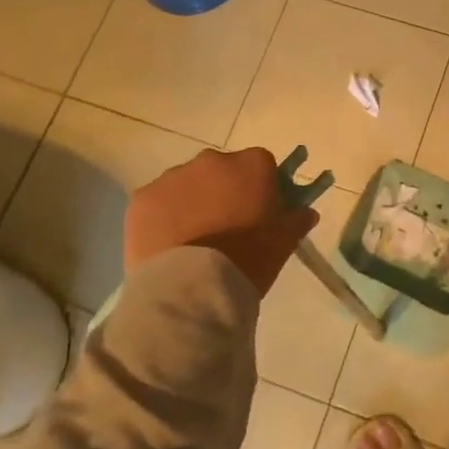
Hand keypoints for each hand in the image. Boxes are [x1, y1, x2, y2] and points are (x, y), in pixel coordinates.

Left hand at [125, 146, 317, 293]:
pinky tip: (168, 245)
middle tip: (225, 227)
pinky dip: (163, 217)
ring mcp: (173, 177)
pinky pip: (158, 202)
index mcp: (251, 164)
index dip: (261, 187)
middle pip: (221, 170)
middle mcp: (211, 160)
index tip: (259, 211)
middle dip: (224, 190)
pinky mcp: (142, 198)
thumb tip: (306, 211)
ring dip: (192, 202)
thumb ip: (297, 220)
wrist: (192, 289)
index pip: (261, 165)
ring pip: (187, 184)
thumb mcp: (283, 242)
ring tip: (193, 240)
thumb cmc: (248, 260)